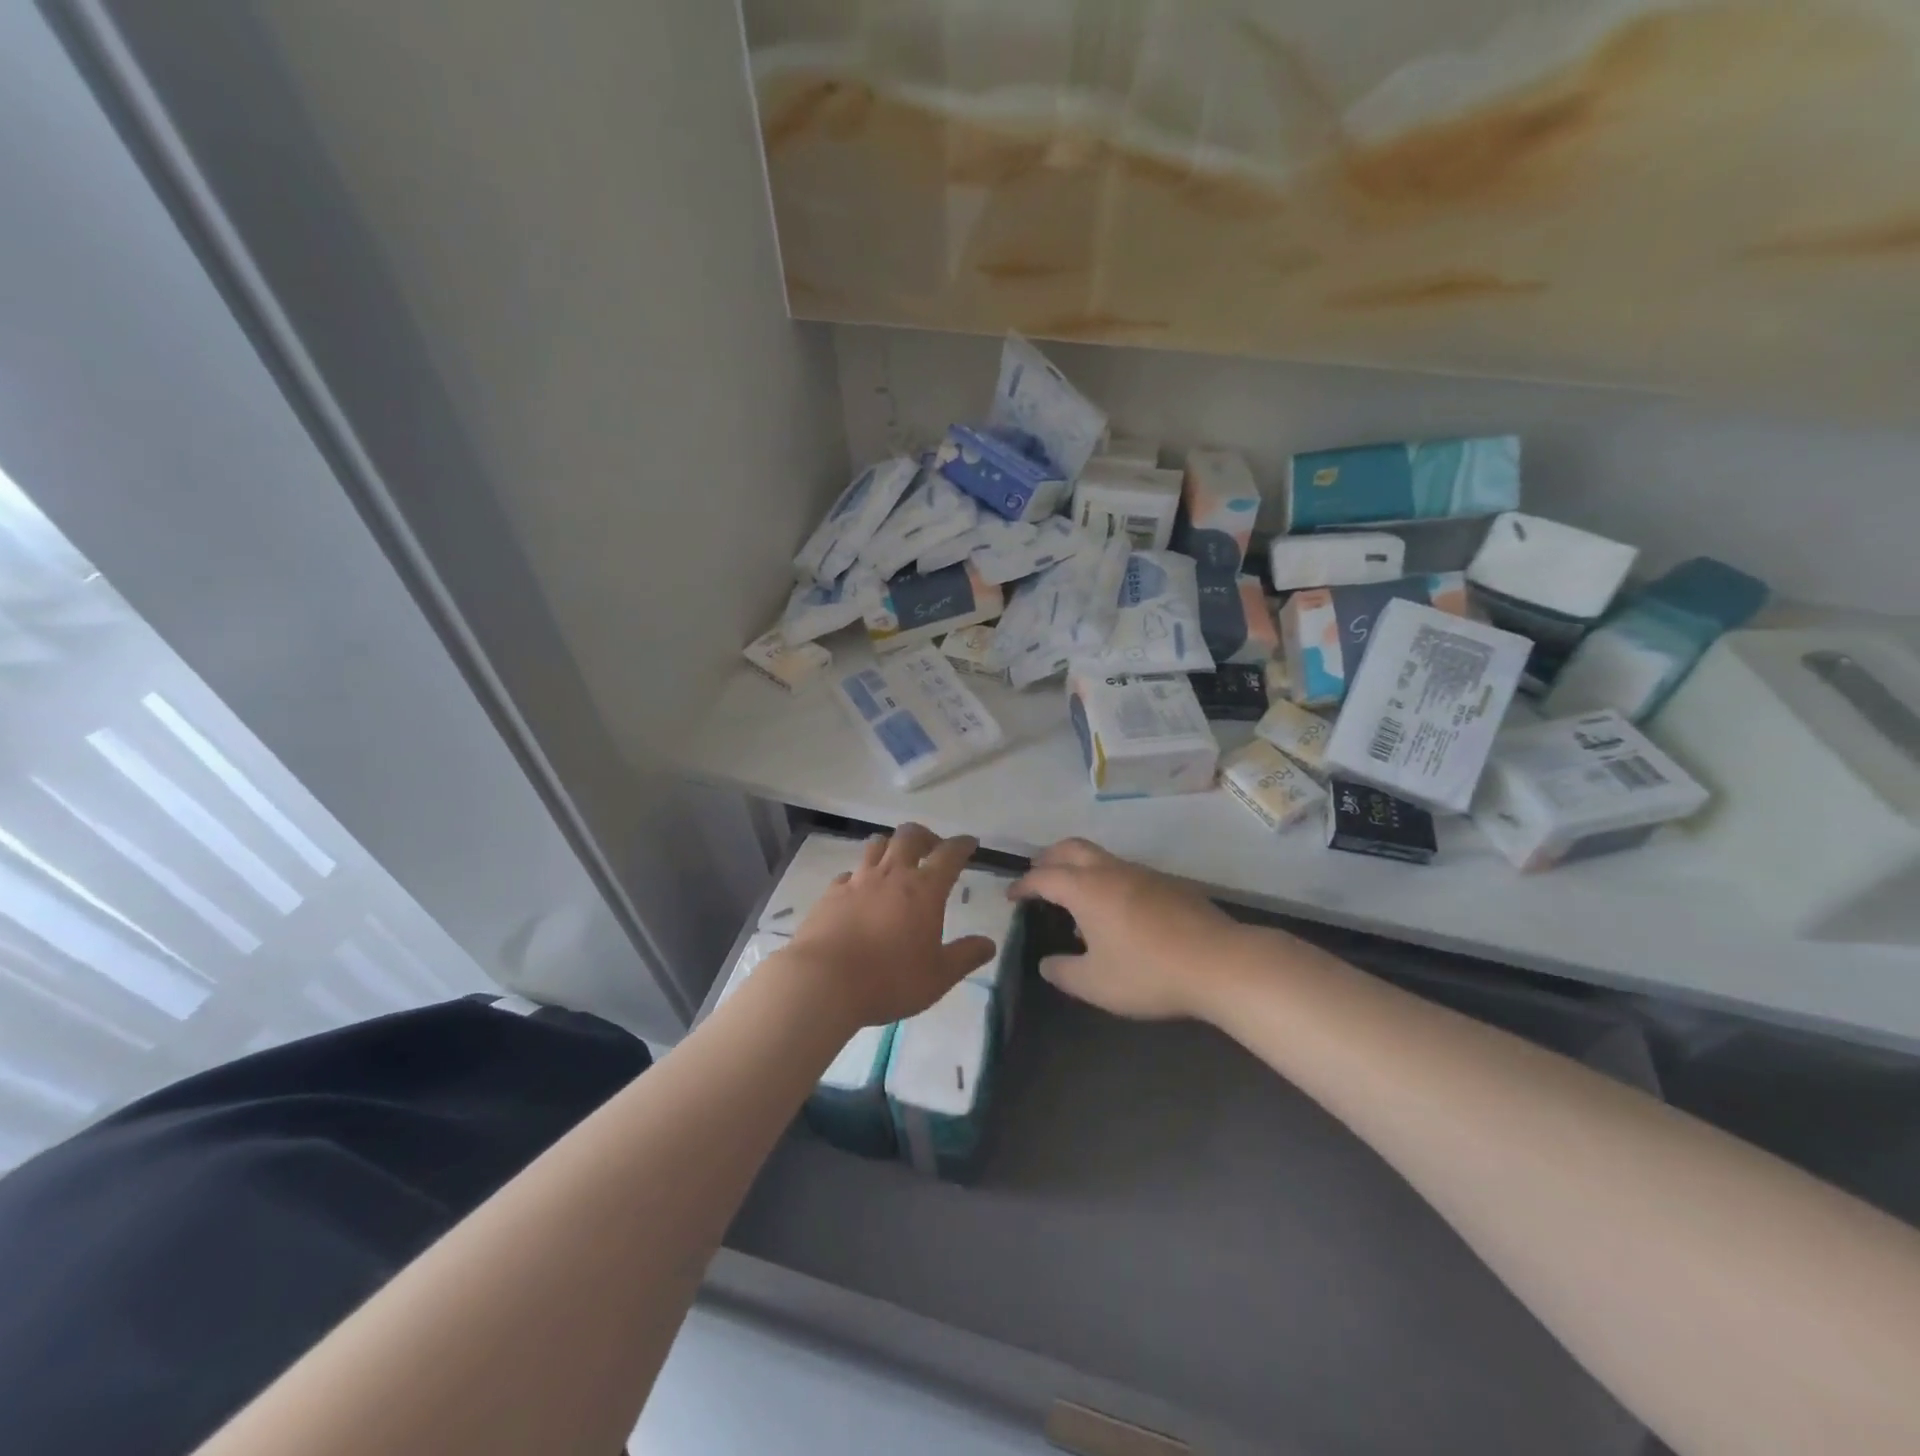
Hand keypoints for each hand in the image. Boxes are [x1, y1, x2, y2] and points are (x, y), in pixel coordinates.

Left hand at [784, 823, 995, 1028]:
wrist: (823, 981)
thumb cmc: (890, 979)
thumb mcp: (938, 976)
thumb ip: (965, 956)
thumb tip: (989, 943)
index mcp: (924, 890)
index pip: (949, 855)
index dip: (962, 845)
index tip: (970, 843)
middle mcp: (892, 875)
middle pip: (909, 836)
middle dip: (925, 836)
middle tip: (932, 848)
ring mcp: (858, 881)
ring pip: (877, 845)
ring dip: (891, 846)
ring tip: (896, 861)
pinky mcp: (830, 894)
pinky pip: (849, 873)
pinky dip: (859, 875)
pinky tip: (859, 891)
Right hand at [1008, 839, 1248, 1020]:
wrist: (1221, 962)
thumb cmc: (1149, 972)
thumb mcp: (1095, 984)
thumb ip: (1063, 972)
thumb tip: (1046, 962)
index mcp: (1086, 889)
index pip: (1044, 876)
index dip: (1023, 885)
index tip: (1012, 896)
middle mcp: (1111, 870)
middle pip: (1070, 848)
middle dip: (1048, 859)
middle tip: (1037, 878)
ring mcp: (1143, 873)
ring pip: (1100, 856)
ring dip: (1079, 868)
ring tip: (1074, 899)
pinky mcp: (1168, 884)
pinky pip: (1125, 871)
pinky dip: (1106, 879)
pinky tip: (1116, 912)